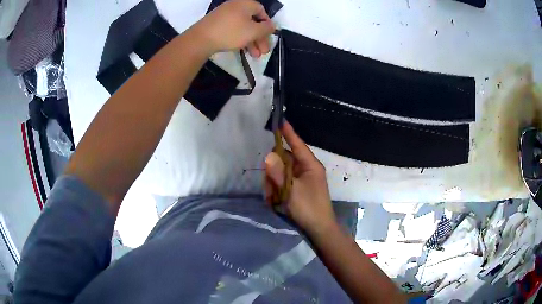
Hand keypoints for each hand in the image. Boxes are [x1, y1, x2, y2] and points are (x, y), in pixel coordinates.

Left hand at [191, 0, 275, 56]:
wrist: (200, 40)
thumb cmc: (230, 32)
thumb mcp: (253, 31)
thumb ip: (266, 28)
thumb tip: (272, 26)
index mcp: (245, 4)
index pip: (261, 11)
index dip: (267, 23)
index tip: (268, 35)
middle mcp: (235, 6)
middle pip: (252, 21)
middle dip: (260, 37)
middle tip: (263, 51)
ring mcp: (224, 15)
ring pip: (242, 27)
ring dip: (251, 41)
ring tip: (255, 56)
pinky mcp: (216, 24)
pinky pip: (232, 29)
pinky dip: (239, 39)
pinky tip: (242, 50)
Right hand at [265, 122, 336, 233]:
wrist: (319, 229)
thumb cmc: (309, 208)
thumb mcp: (291, 191)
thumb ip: (279, 173)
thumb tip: (269, 155)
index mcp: (310, 165)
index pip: (298, 144)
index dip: (288, 133)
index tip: (280, 120)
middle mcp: (306, 169)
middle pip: (285, 160)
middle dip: (274, 171)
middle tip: (271, 184)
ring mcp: (302, 180)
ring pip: (281, 173)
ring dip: (274, 184)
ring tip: (275, 198)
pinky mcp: (297, 189)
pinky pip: (283, 184)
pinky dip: (278, 191)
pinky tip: (277, 202)